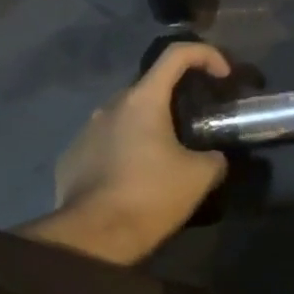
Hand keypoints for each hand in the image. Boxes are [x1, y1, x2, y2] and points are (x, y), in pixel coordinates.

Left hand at [17, 42, 231, 265]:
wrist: (91, 239)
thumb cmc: (150, 196)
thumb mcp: (200, 176)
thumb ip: (214, 157)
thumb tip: (215, 157)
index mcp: (143, 99)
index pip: (177, 54)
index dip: (206, 55)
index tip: (223, 76)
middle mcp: (110, 106)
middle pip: (150, 86)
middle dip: (176, 98)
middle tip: (195, 124)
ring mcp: (86, 131)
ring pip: (125, 116)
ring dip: (147, 126)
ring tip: (163, 156)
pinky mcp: (70, 157)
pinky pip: (104, 142)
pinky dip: (123, 150)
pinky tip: (133, 178)